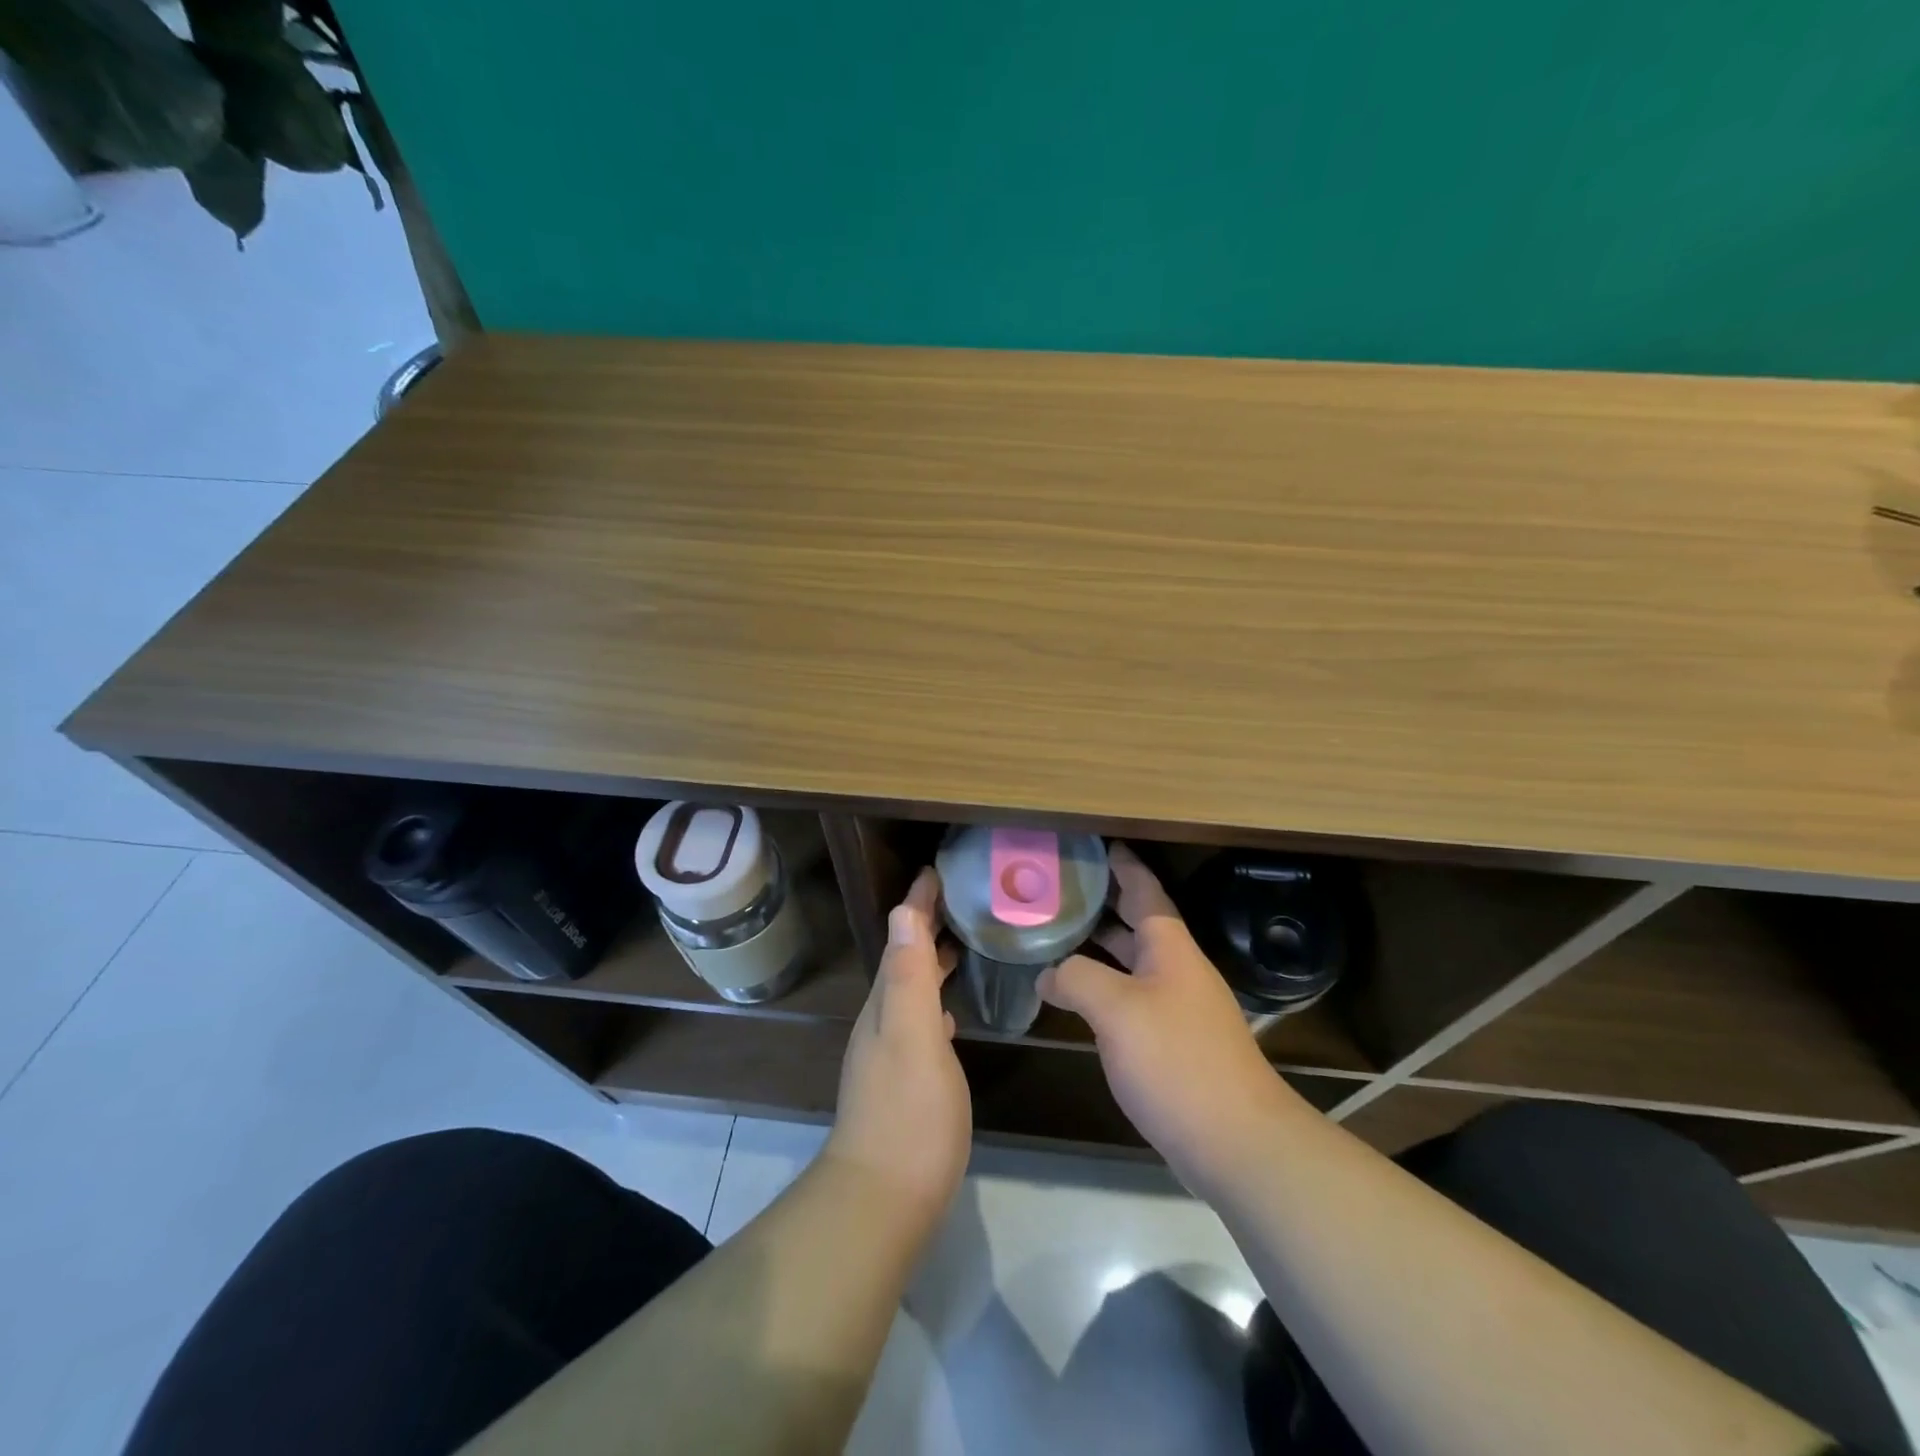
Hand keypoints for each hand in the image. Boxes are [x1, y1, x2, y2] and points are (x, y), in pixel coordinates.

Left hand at [826, 868, 971, 1220]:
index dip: (918, 905)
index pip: (902, 938)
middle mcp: (882, 1021)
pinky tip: (951, 1015)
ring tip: (962, 947)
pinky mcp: (903, 1082)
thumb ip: (909, 975)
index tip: (938, 872)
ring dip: (932, 963)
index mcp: (886, 1003)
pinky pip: (920, 1022)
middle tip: (962, 903)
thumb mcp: (912, 1036)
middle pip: (905, 960)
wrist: (883, 1200)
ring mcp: (889, 1054)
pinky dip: (935, 1002)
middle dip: (926, 928)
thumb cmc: (908, 1114)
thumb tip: (903, 910)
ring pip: (911, 990)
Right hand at [1039, 843, 1296, 1192]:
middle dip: (1103, 903)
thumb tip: (1048, 973)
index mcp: (1170, 948)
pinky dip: (1104, 986)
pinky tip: (1076, 997)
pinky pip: (1132, 998)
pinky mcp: (1175, 1043)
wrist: (1236, 1141)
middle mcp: (1177, 970)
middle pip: (1137, 923)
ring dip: (1099, 947)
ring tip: (1056, 935)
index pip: (1145, 890)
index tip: (1097, 844)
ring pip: (1133, 962)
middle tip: (1059, 888)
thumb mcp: (1116, 1010)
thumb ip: (1077, 978)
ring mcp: (1178, 1008)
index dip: (1122, 865)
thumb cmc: (1177, 1061)